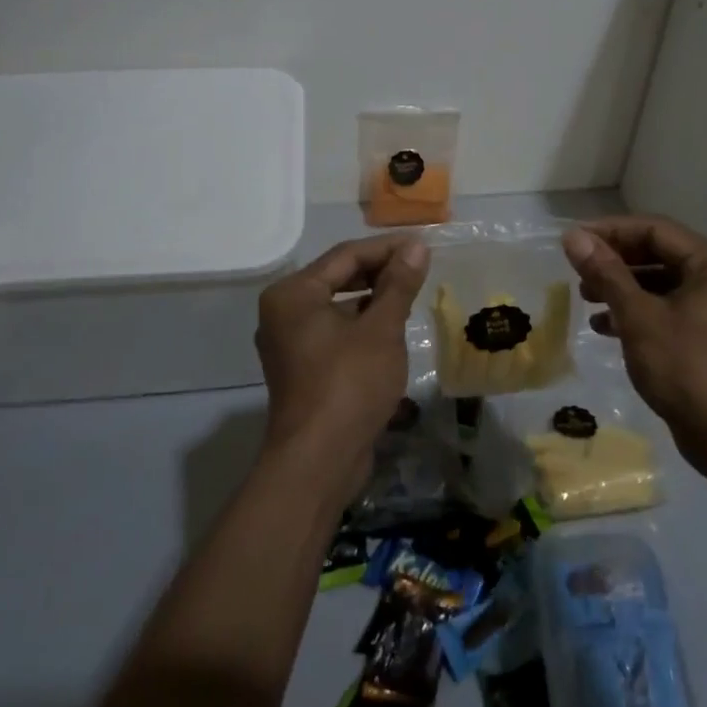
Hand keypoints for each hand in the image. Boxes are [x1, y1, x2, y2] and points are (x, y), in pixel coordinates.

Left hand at [255, 234, 428, 501]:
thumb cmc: (349, 384)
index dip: (387, 248)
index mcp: (293, 294)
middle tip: (420, 266)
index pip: (346, 255)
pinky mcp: (302, 367)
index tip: (423, 245)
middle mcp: (283, 312)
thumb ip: (398, 284)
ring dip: (373, 298)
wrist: (319, 460)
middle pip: (338, 278)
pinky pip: (335, 331)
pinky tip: (392, 326)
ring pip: (338, 306)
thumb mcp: (381, 329)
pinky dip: (361, 324)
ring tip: (411, 293)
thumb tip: (417, 247)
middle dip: (380, 271)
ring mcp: (290, 342)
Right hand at [562, 216, 706, 477]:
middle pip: (659, 253)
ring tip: (585, 297)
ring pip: (661, 282)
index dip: (611, 231)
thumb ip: (606, 273)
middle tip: (578, 270)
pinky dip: (637, 311)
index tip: (573, 241)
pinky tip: (604, 326)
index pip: (655, 229)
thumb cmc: (686, 368)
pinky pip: (667, 308)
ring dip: (622, 287)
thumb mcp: (639, 317)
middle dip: (615, 261)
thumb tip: (574, 237)